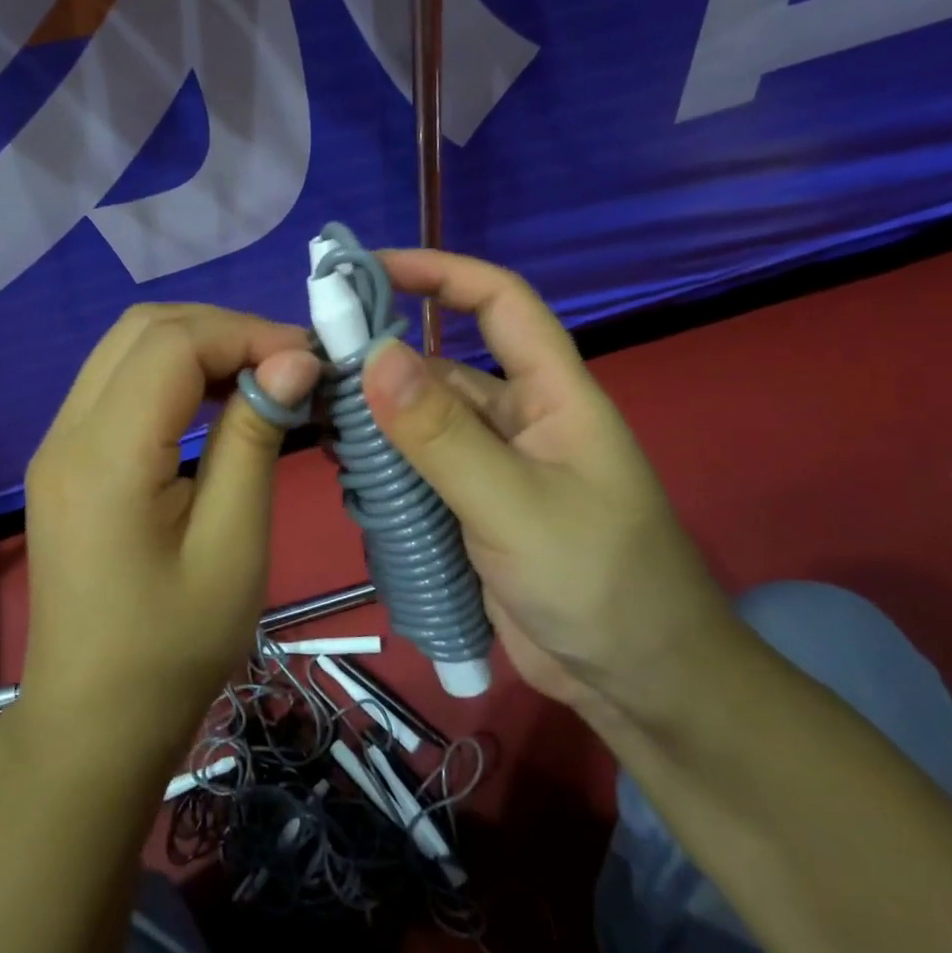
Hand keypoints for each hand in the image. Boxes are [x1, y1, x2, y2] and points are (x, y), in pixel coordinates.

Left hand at [20, 304, 321, 761]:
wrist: (95, 719)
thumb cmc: (173, 646)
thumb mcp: (232, 547)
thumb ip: (254, 442)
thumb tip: (293, 362)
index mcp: (105, 457)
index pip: (173, 345)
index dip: (245, 334)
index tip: (310, 361)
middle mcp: (67, 433)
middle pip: (143, 329)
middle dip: (223, 329)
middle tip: (289, 363)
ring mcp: (58, 442)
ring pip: (128, 347)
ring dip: (198, 343)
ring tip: (262, 375)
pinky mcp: (66, 458)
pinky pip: (119, 381)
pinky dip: (173, 370)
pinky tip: (217, 398)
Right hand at [358, 251, 736, 726]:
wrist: (639, 684)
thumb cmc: (598, 581)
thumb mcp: (515, 503)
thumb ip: (443, 434)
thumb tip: (374, 354)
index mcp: (552, 393)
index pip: (500, 303)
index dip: (441, 272)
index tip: (371, 268)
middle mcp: (519, 419)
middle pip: (442, 367)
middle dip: (383, 360)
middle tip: (312, 365)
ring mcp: (493, 468)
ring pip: (421, 424)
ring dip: (375, 419)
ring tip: (315, 422)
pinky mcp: (472, 511)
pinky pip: (418, 472)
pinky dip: (383, 467)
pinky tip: (346, 472)